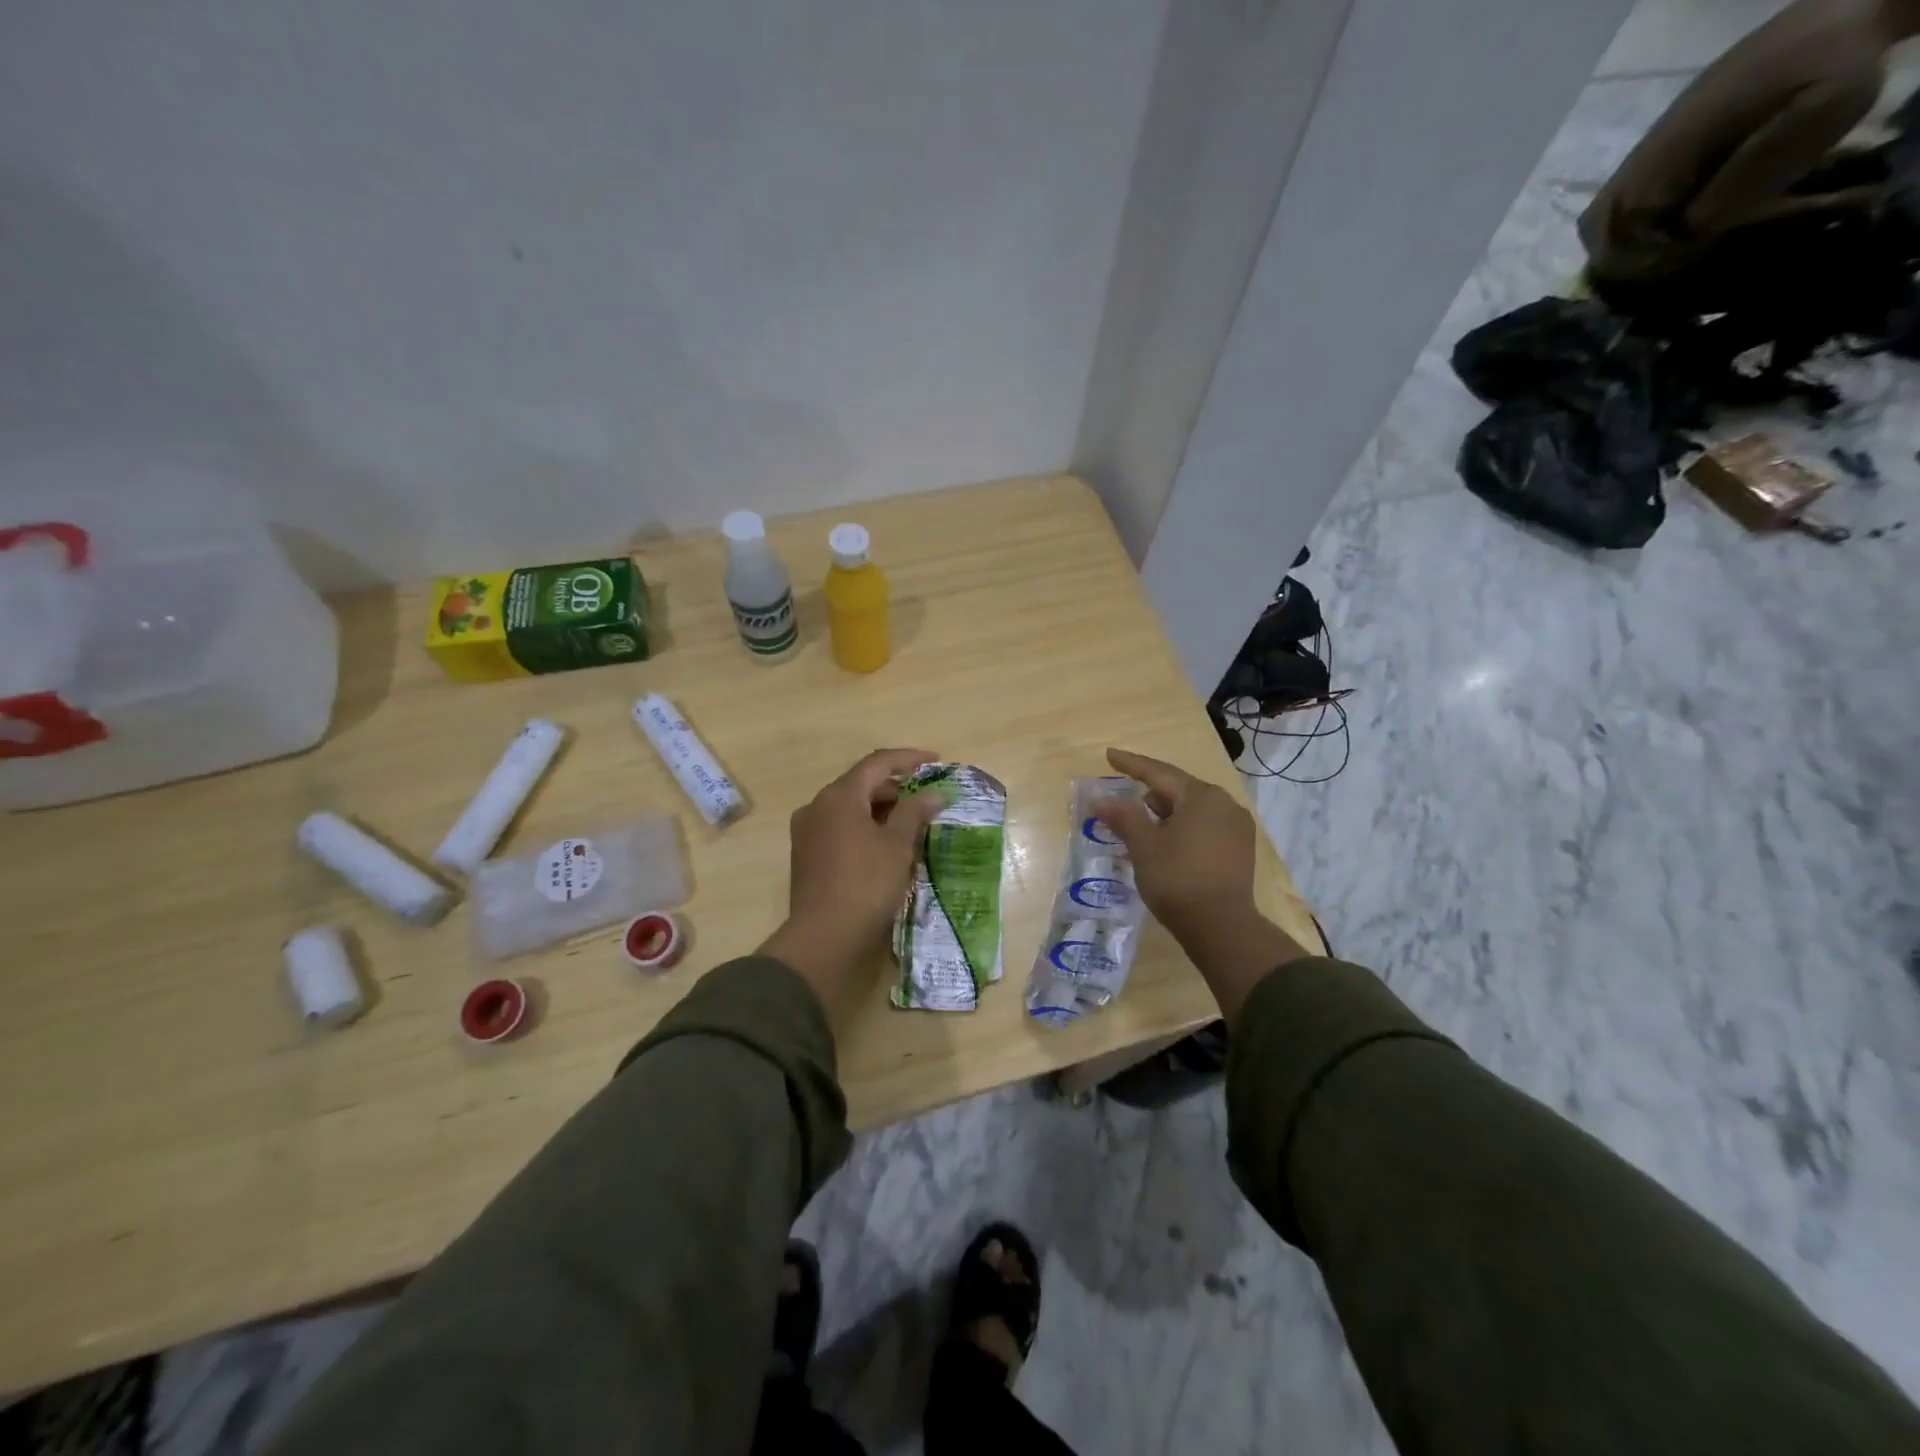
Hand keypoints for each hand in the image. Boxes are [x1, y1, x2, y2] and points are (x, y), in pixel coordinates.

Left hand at [761, 748, 948, 1010]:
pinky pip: (840, 828)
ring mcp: (808, 831)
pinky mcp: (807, 855)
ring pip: (850, 807)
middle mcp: (817, 806)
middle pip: (861, 784)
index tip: (936, 761)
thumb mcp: (898, 846)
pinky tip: (886, 844)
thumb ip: (915, 813)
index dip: (909, 759)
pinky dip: (865, 827)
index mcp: (839, 796)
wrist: (823, 937)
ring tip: (912, 823)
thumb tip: (933, 794)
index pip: (877, 763)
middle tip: (927, 798)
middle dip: (897, 788)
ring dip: (881, 809)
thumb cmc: (866, 884)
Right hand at [1090, 748, 1256, 938]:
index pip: (1159, 773)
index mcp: (1201, 796)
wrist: (1222, 927)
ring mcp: (1237, 826)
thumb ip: (1123, 817)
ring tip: (1143, 827)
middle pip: (1179, 789)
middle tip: (1124, 799)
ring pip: (1193, 809)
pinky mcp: (1240, 848)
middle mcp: (1224, 803)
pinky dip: (1183, 827)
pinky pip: (1206, 825)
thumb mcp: (1143, 846)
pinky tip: (1168, 842)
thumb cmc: (1177, 879)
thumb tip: (1101, 800)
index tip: (1110, 754)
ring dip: (1167, 813)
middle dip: (1149, 793)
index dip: (1131, 764)